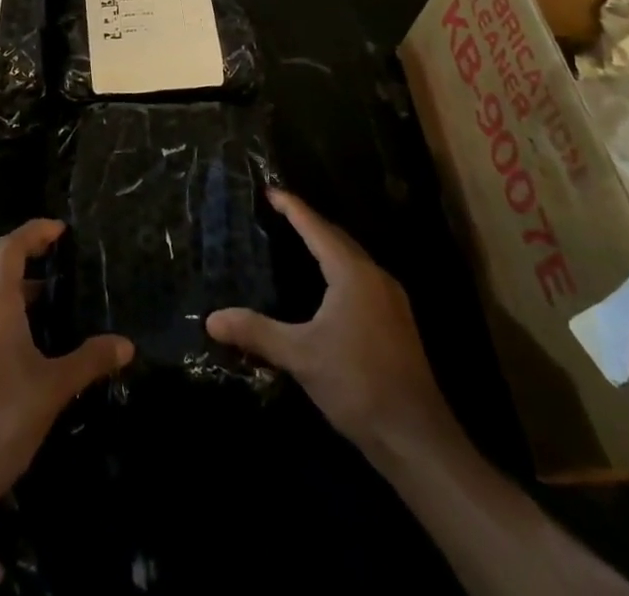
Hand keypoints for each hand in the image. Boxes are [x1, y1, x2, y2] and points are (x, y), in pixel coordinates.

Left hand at [0, 219, 132, 506]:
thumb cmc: (1, 422)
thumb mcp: (53, 389)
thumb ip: (89, 360)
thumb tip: (126, 345)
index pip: (11, 246)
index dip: (35, 231)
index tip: (60, 230)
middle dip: (18, 245)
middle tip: (49, 250)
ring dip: (7, 276)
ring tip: (42, 293)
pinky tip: (18, 334)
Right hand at [207, 189, 456, 457]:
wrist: (416, 438)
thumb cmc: (357, 384)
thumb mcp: (300, 356)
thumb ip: (257, 332)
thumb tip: (212, 319)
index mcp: (352, 273)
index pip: (316, 227)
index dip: (292, 207)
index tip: (269, 190)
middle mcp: (374, 276)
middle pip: (337, 238)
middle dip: (309, 223)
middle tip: (279, 212)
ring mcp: (390, 300)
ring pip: (352, 259)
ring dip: (326, 246)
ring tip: (298, 241)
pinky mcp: (396, 323)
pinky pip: (361, 279)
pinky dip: (339, 269)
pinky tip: (326, 287)